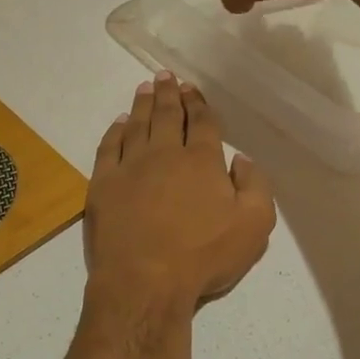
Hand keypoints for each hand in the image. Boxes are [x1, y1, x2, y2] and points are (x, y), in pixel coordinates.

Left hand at [85, 73, 275, 311]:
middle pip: (168, 115)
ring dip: (143, 104)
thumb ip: (256, 187)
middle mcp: (165, 154)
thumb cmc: (203, 257)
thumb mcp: (253, 227)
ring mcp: (130, 167)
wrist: (145, 282)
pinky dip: (115, 131)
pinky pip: (109, 147)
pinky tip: (119, 123)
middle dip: (169, 93)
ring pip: (138, 125)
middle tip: (165, 76)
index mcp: (202, 161)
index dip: (198, 104)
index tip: (192, 89)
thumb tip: (241, 159)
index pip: (202, 123)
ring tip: (145, 88)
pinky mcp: (103, 184)